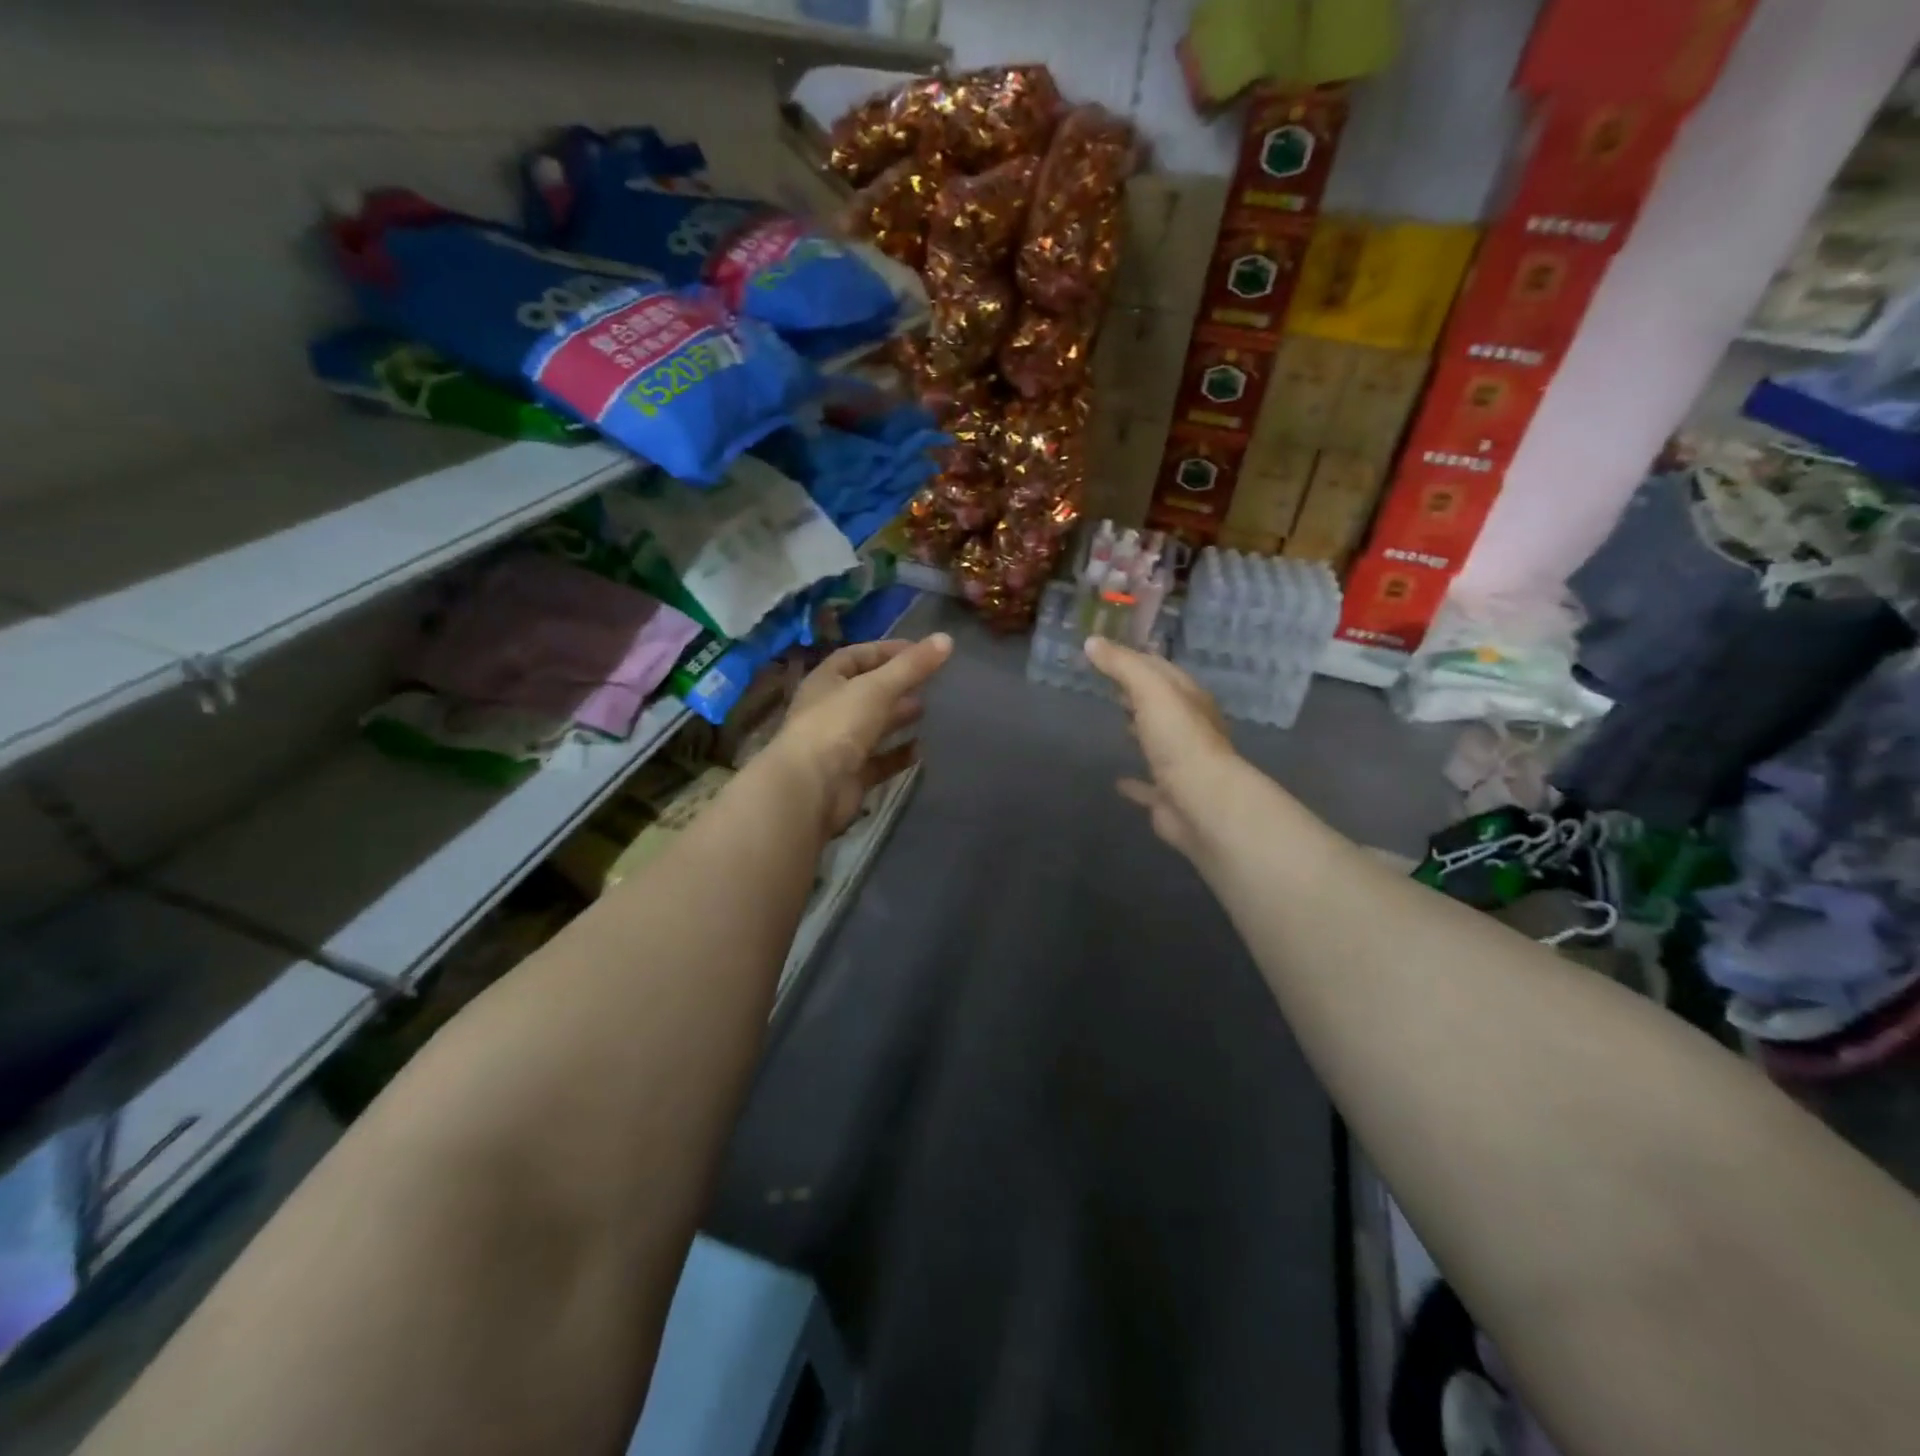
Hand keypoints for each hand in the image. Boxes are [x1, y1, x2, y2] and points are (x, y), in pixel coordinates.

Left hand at [772, 634, 953, 836]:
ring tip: (930, 711)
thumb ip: (911, 666)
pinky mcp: (850, 776)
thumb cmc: (838, 726)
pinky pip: (879, 761)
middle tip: (931, 683)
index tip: (921, 650)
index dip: (887, 650)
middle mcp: (829, 711)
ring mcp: (838, 745)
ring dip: (898, 718)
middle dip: (897, 686)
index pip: (856, 656)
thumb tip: (946, 638)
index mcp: (826, 681)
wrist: (810, 789)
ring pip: (873, 726)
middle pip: (866, 692)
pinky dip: (899, 755)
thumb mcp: (877, 688)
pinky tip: (924, 750)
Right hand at [1084, 636, 1238, 858]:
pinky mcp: (1168, 796)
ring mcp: (1180, 764)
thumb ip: (1122, 665)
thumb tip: (1091, 642)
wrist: (1201, 801)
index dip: (1135, 659)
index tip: (1106, 653)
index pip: (1162, 670)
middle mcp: (1189, 729)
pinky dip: (1134, 783)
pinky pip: (1148, 786)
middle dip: (1138, 694)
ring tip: (1117, 722)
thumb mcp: (1151, 690)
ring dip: (1140, 732)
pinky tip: (1118, 781)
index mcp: (1189, 699)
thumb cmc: (1178, 739)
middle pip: (1161, 705)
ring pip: (1157, 742)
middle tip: (1110, 686)